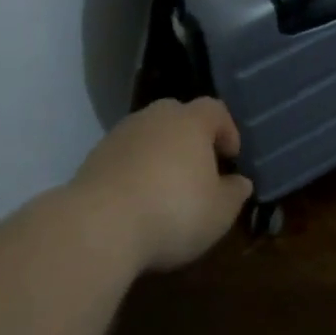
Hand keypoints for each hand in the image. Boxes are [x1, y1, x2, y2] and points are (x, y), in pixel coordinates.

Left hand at [72, 98, 252, 271]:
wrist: (99, 225)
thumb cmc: (173, 212)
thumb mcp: (218, 212)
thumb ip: (234, 193)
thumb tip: (240, 182)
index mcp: (191, 121)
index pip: (215, 109)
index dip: (227, 130)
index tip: (231, 157)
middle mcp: (155, 117)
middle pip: (178, 116)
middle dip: (190, 138)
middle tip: (198, 169)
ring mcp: (121, 134)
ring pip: (149, 135)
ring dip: (159, 154)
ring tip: (165, 189)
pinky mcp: (94, 156)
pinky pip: (125, 156)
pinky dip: (134, 170)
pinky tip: (137, 201)